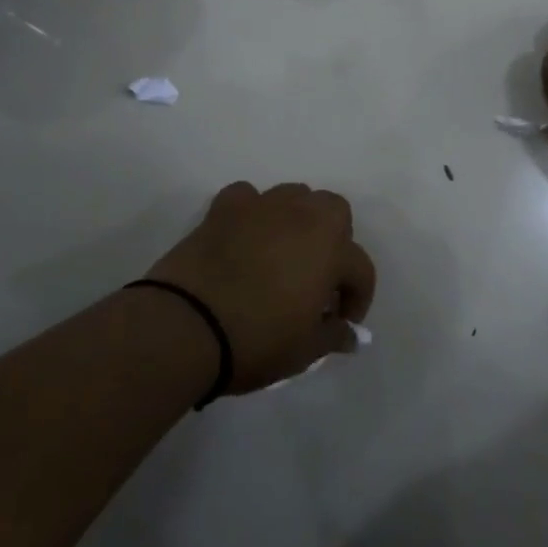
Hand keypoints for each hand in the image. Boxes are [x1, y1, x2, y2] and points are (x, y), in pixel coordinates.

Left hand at [144, 182, 376, 393]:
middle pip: (334, 210)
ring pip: (294, 196)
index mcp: (331, 250)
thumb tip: (349, 334)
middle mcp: (302, 217)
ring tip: (283, 252)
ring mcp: (261, 207)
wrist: (187, 325)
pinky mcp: (224, 208)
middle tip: (319, 276)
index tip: (341, 322)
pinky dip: (252, 212)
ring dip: (297, 219)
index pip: (360, 269)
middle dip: (335, 239)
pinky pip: (248, 197)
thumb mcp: (304, 351)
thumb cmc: (256, 340)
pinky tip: (245, 236)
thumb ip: (333, 336)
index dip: (357, 298)